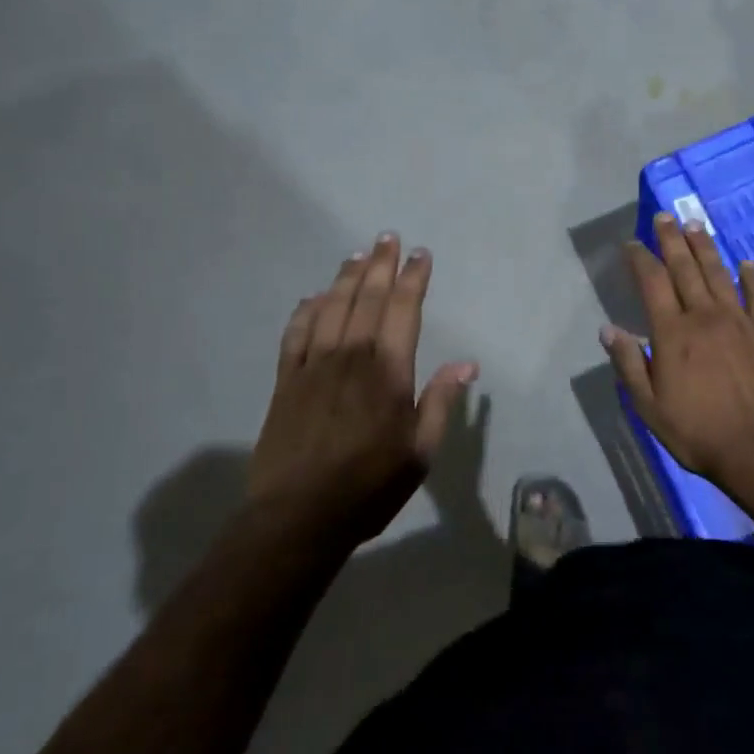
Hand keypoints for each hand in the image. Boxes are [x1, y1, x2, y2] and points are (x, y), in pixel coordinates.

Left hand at [250, 234, 477, 546]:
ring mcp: (314, 365)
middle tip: (387, 237)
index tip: (420, 255)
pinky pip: (296, 333)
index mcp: (388, 371)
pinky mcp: (286, 380)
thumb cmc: (369, 486)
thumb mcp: (419, 453)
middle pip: (367, 298)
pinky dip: (306, 310)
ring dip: (346, 278)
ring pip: (332, 307)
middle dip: (380, 264)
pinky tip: (313, 297)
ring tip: (357, 254)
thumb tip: (467, 364)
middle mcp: (351, 356)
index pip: (403, 310)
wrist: (298, 516)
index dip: (413, 279)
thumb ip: (440, 402)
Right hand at [603, 212, 753, 492]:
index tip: (632, 243)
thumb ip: (629, 364)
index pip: (652, 282)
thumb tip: (608, 328)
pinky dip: (752, 277)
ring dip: (705, 247)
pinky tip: (746, 263)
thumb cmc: (698, 431)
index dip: (641, 259)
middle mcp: (704, 316)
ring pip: (718, 273)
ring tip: (694, 224)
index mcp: (673, 332)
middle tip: (663, 216)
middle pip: (685, 268)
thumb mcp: (650, 406)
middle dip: (671, 240)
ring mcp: (738, 321)